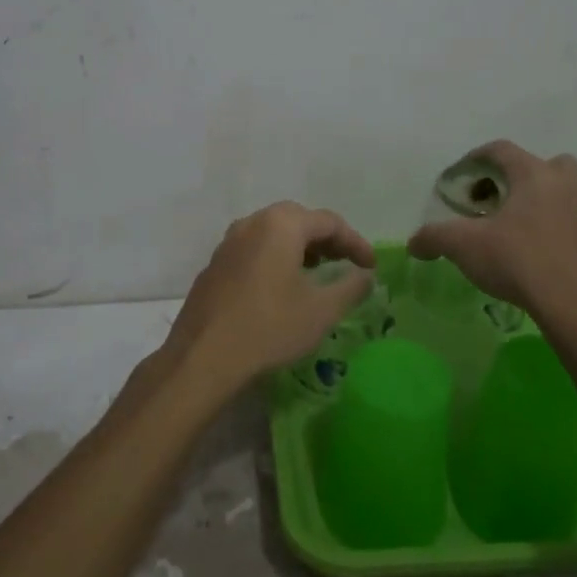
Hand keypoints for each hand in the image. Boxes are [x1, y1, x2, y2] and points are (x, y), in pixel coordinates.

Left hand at [154, 202, 376, 408]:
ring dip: (299, 248)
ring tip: (316, 273)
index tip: (371, 266)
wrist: (204, 356)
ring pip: (272, 233)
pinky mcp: (215, 264)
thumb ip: (350, 287)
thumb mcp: (322, 310)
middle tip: (344, 263)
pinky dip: (275, 258)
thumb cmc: (270, 327)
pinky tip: (281, 287)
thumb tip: (365, 275)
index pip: (329, 222)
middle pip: (299, 220)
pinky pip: (253, 250)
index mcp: (281, 224)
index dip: (355, 242)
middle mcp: (252, 223)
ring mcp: (228, 242)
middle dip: (326, 240)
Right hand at [408, 141, 576, 339]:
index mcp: (534, 176)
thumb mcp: (464, 246)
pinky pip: (575, 230)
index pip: (502, 150)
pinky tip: (538, 261)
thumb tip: (414, 243)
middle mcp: (566, 188)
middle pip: (546, 165)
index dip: (476, 158)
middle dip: (521, 176)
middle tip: (498, 200)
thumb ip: (435, 238)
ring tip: (515, 234)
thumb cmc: (518, 261)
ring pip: (565, 197)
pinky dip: (557, 237)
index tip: (460, 178)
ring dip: (541, 207)